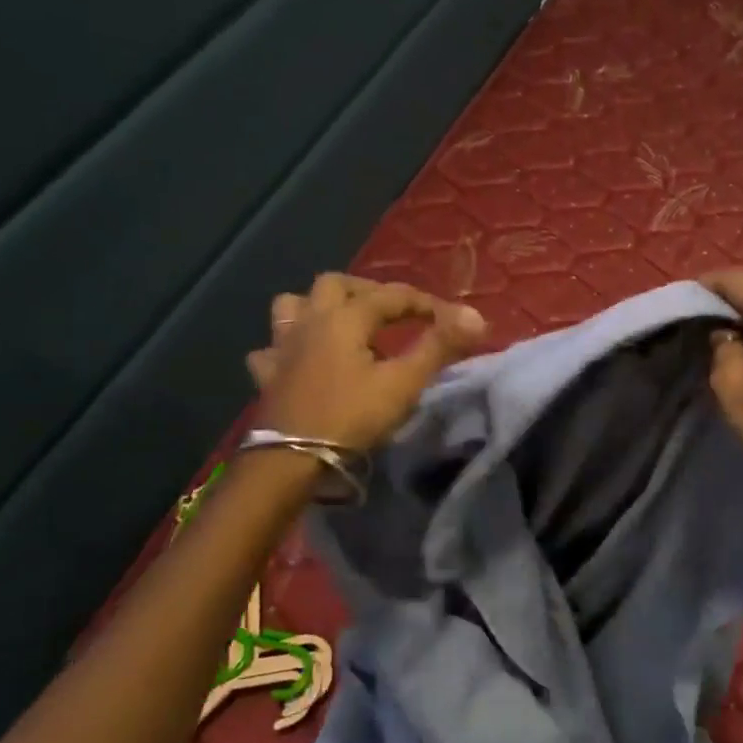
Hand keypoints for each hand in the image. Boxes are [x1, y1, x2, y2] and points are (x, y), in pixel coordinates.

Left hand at [246, 274, 487, 451]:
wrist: (293, 458)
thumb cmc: (352, 416)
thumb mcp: (404, 382)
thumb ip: (439, 347)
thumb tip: (476, 316)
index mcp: (345, 318)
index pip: (391, 296)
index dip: (424, 303)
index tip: (450, 318)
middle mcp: (310, 321)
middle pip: (335, 284)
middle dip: (367, 291)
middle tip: (392, 312)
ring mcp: (282, 347)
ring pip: (293, 306)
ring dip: (318, 307)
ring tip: (342, 324)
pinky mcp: (267, 375)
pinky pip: (272, 348)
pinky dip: (288, 347)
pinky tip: (301, 360)